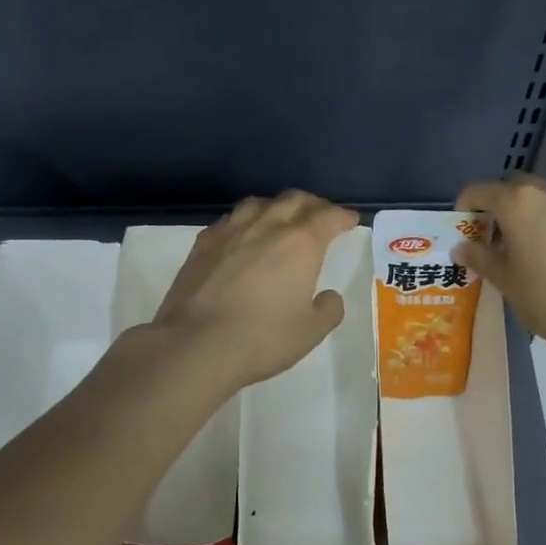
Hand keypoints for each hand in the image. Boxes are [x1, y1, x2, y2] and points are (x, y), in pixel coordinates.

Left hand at [153, 191, 359, 388]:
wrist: (195, 344)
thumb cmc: (261, 338)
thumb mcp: (310, 332)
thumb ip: (328, 310)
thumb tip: (329, 296)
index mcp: (300, 244)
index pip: (329, 217)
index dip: (343, 216)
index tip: (350, 221)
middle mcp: (267, 226)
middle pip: (294, 200)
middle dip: (313, 204)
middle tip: (320, 216)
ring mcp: (231, 231)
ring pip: (259, 203)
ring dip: (276, 207)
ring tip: (281, 220)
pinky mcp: (202, 243)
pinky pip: (230, 220)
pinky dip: (244, 221)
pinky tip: (242, 236)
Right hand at [454, 175, 545, 357]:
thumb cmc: (544, 296)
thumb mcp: (504, 279)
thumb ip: (479, 257)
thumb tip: (461, 247)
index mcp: (517, 203)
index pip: (479, 191)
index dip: (465, 207)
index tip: (463, 231)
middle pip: (511, 188)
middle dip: (496, 206)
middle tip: (490, 238)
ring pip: (538, 198)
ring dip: (522, 214)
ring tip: (518, 249)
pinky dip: (545, 224)